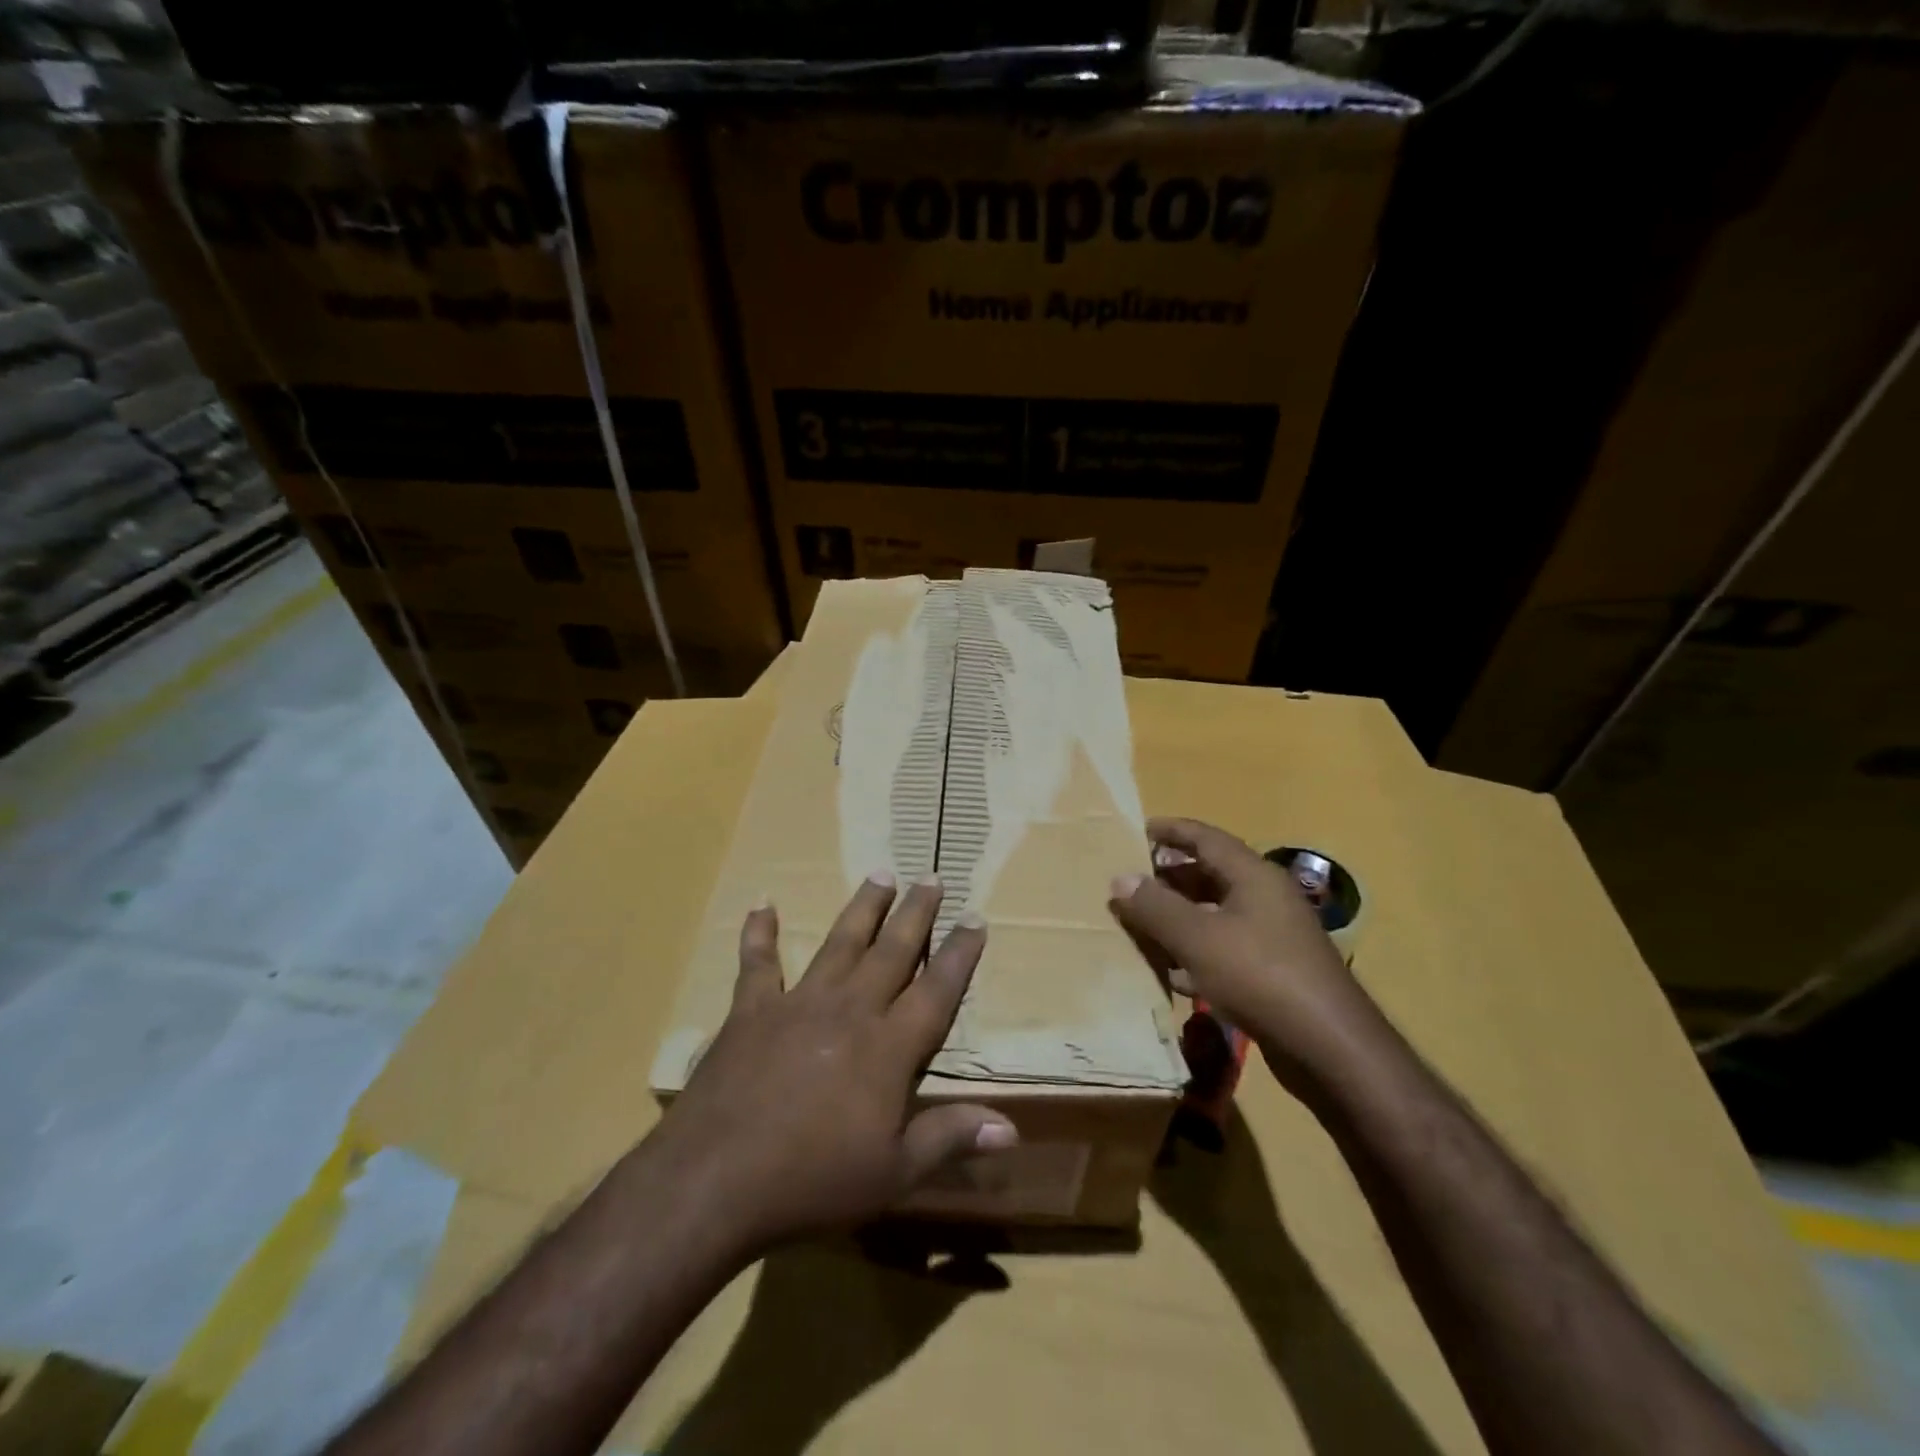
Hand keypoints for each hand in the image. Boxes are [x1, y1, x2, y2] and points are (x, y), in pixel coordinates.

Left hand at [654, 873, 1016, 1254]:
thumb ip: (950, 1139)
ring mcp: (799, 1003)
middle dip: (916, 913)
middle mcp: (850, 1010)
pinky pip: (758, 963)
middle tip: (932, 877)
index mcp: (888, 1047)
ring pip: (840, 942)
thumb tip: (1010, 1129)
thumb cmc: (813, 1181)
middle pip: (892, 951)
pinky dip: (760, 933)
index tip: (976, 917)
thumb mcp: (894, 1174)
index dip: (960, 953)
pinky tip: (763, 904)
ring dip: (863, 908)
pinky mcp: (752, 1010)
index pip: (937, 989)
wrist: (716, 1179)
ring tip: (881, 874)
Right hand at [1107, 817, 1383, 1094]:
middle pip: (1210, 874)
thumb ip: (1155, 907)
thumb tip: (1120, 878)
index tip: (1139, 830)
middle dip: (1168, 877)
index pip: (1206, 838)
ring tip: (1140, 923)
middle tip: (1130, 882)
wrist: (1329, 1047)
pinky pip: (1225, 947)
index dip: (1172, 831)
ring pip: (1215, 914)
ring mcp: (1273, 935)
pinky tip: (1171, 972)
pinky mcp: (1273, 971)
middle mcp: (1266, 898)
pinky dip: (1195, 951)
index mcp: (1253, 876)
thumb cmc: (1260, 976)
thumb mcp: (1198, 938)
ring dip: (1178, 917)